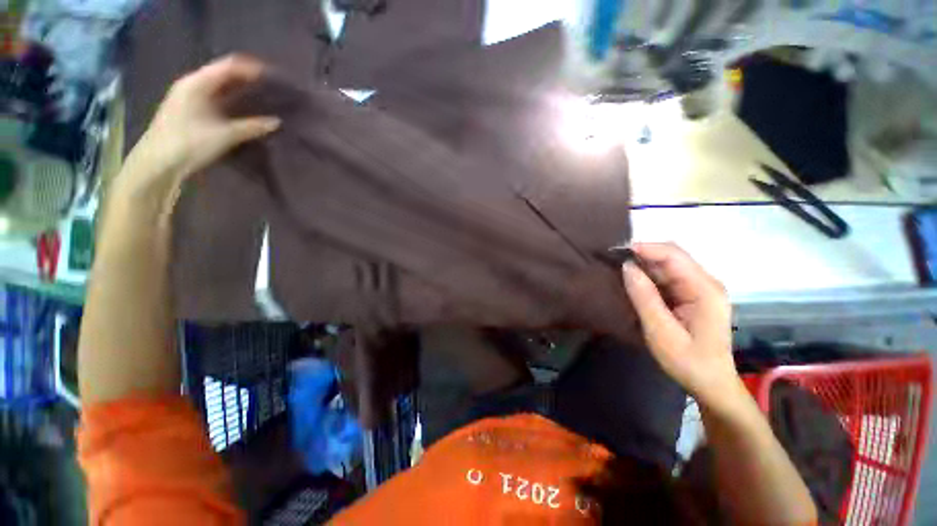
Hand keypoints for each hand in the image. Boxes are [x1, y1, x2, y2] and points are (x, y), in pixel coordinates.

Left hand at [119, 54, 280, 196]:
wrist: (158, 162)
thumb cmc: (189, 143)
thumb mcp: (224, 135)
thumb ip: (251, 126)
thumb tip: (276, 122)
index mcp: (197, 83)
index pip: (228, 66)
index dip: (250, 68)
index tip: (272, 75)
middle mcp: (191, 85)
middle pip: (222, 74)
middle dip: (246, 78)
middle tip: (269, 86)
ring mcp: (188, 97)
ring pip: (218, 86)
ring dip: (238, 89)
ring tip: (260, 96)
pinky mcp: (189, 110)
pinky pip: (214, 97)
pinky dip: (230, 99)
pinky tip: (242, 108)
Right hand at [621, 243, 740, 409]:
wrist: (711, 383)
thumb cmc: (688, 361)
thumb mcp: (661, 332)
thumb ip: (645, 298)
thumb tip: (627, 267)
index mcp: (704, 290)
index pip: (673, 255)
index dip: (644, 248)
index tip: (615, 252)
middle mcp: (705, 282)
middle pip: (672, 255)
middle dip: (642, 253)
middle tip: (613, 259)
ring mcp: (700, 288)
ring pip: (669, 264)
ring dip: (644, 264)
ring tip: (618, 268)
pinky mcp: (692, 295)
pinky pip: (668, 276)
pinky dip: (649, 275)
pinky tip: (634, 280)